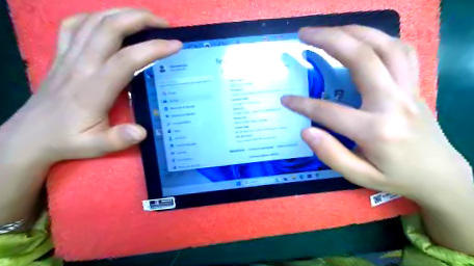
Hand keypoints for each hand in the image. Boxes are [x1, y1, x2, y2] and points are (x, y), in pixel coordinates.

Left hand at [4, 9, 181, 163]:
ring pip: (94, 21)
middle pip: (109, 28)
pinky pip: (75, 25)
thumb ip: (119, 139)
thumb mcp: (95, 146)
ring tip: (145, 18)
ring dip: (122, 13)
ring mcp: (68, 56)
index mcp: (93, 88)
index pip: (127, 59)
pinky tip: (109, 22)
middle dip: (140, 19)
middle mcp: (80, 65)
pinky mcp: (60, 55)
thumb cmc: (68, 140)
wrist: (29, 136)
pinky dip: (95, 17)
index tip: (175, 45)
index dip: (153, 49)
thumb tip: (142, 131)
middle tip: (164, 24)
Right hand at [279, 25, 471, 202]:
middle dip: (328, 40)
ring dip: (353, 32)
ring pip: (384, 46)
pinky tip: (362, 39)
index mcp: (377, 130)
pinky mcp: (415, 85)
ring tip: (328, 30)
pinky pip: (401, 51)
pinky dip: (379, 38)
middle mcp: (394, 102)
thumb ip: (331, 154)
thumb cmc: (396, 177)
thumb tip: (306, 132)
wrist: (440, 175)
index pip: (329, 111)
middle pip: (361, 58)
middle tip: (304, 34)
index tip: (286, 100)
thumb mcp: (359, 176)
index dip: (303, 105)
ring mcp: (408, 89)